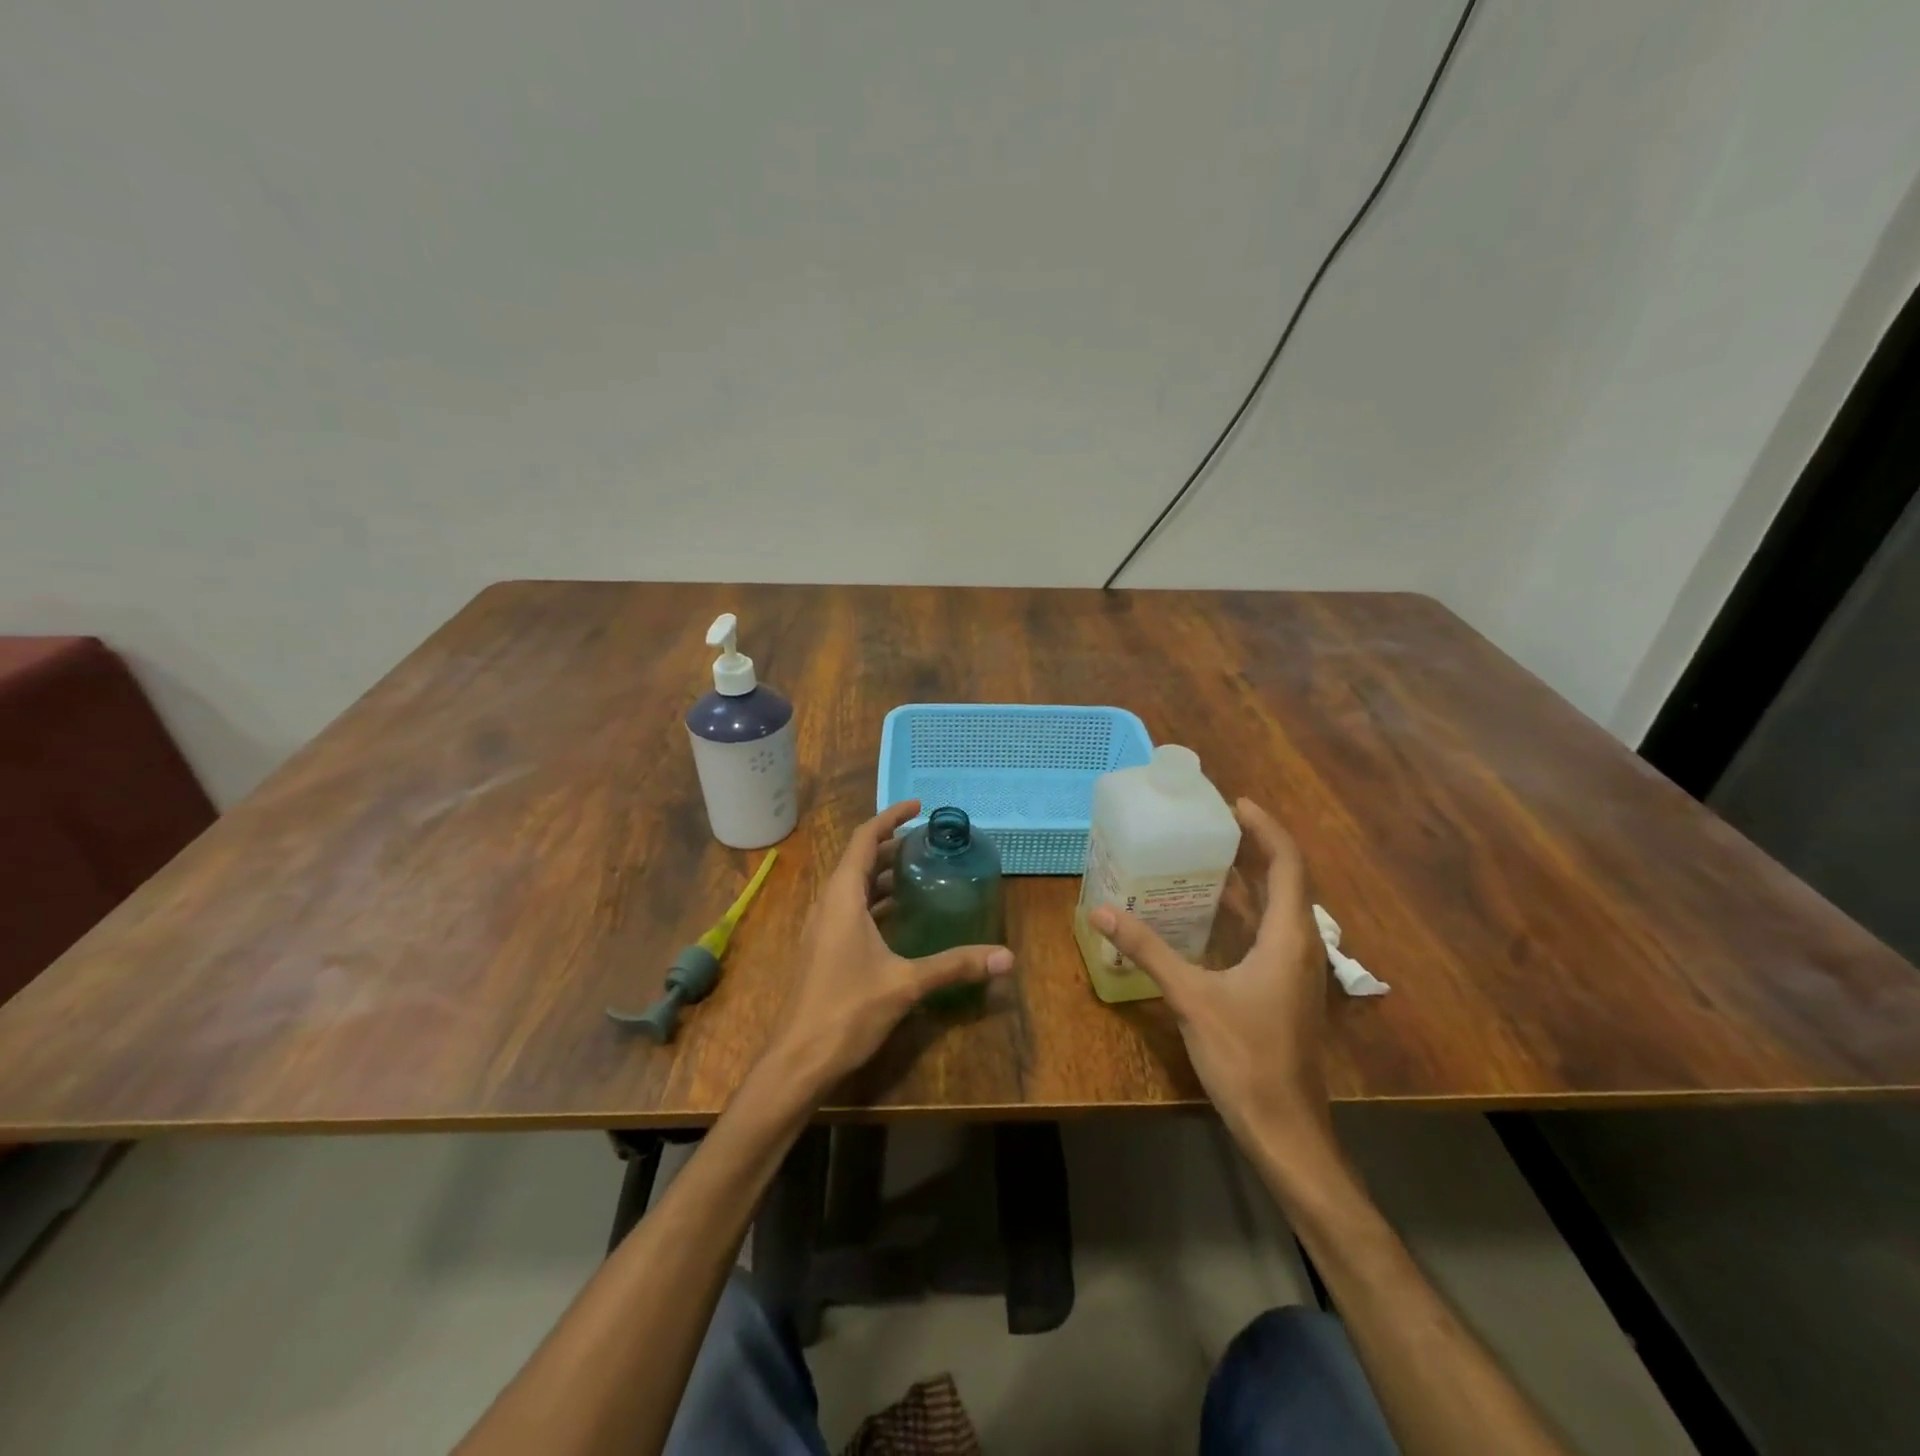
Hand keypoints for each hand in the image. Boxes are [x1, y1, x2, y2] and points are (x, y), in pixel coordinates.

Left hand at [759, 800, 1013, 1099]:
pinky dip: (874, 899)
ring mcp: (822, 927)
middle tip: (928, 841)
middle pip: (858, 858)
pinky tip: (898, 915)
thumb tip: (1006, 957)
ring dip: (882, 872)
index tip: (918, 806)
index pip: (864, 839)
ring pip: (852, 885)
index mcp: (842, 897)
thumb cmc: (846, 1011)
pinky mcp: (823, 948)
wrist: (797, 1060)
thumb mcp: (906, 983)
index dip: (890, 817)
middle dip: (891, 844)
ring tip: (918, 870)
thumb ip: (955, 965)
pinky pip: (850, 908)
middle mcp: (828, 903)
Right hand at [1089, 799, 1333, 1168]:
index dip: (1265, 829)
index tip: (1234, 804)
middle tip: (1213, 823)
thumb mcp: (1191, 997)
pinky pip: (1270, 933)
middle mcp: (1301, 946)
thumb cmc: (1245, 1057)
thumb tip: (1102, 911)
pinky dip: (1246, 911)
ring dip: (1251, 879)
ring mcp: (1297, 970)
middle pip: (1286, 880)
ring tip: (1209, 856)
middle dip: (1255, 847)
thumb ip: (1148, 950)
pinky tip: (1211, 915)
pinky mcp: (1286, 989)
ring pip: (1279, 908)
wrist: (1284, 1128)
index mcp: (1288, 938)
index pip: (1288, 865)